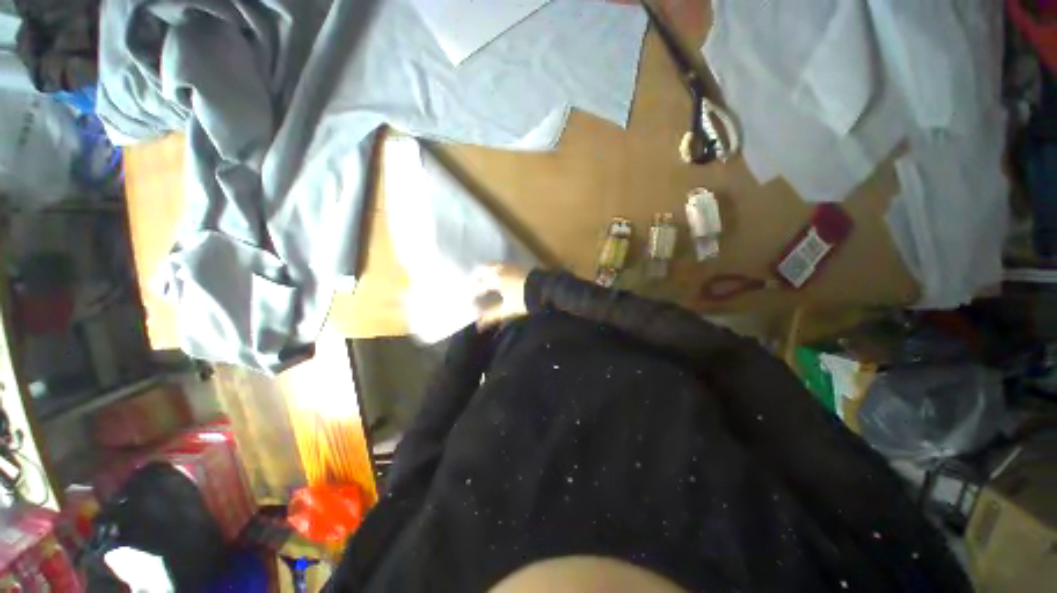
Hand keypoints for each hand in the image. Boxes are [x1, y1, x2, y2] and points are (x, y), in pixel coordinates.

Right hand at [472, 264, 529, 328]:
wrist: (545, 289)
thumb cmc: (524, 299)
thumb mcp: (507, 309)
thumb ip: (492, 315)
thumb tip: (478, 325)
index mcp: (495, 279)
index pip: (479, 285)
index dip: (472, 292)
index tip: (468, 298)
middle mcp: (500, 269)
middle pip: (483, 269)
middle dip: (476, 277)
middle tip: (473, 286)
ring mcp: (510, 265)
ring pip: (493, 265)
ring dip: (486, 272)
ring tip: (484, 281)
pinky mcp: (518, 265)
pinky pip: (501, 265)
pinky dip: (496, 270)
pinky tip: (499, 277)